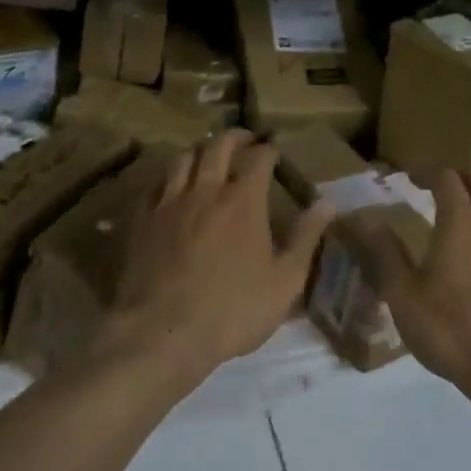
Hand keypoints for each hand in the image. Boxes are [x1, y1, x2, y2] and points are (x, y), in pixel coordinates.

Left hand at [106, 131, 333, 385]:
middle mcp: (206, 190)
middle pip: (217, 146)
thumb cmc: (233, 310)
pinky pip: (156, 184)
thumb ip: (306, 237)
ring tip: (208, 155)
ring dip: (200, 150)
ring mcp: (170, 202)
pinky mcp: (143, 220)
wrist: (163, 333)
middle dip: (235, 137)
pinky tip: (173, 186)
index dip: (268, 149)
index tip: (274, 150)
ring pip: (183, 158)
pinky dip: (170, 177)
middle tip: (245, 140)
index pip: (258, 157)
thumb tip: (327, 202)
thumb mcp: (285, 281)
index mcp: (243, 200)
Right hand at [360, 169, 470, 408]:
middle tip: (440, 186)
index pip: (447, 178)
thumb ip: (385, 253)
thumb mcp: (404, 296)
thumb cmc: (454, 331)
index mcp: (462, 223)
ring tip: (467, 216)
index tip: (410, 174)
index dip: (427, 171)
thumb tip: (365, 218)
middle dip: (460, 176)